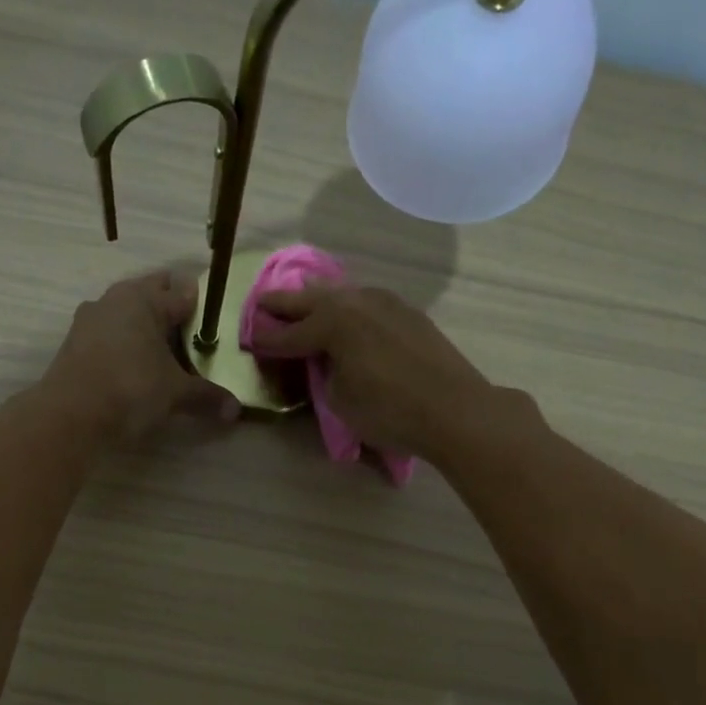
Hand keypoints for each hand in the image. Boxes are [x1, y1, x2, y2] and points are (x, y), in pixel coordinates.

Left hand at [42, 272, 238, 442]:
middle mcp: (115, 299)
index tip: (217, 321)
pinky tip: (137, 367)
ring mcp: (90, 319)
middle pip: (152, 295)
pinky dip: (125, 344)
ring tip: (167, 353)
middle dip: (172, 311)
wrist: (70, 416)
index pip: (182, 291)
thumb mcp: (176, 393)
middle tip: (194, 337)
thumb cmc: (130, 389)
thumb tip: (236, 411)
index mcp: (144, 298)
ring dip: (146, 327)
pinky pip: (110, 334)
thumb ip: (207, 396)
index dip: (201, 305)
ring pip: (128, 314)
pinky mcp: (75, 343)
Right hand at [253, 283, 495, 458]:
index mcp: (332, 323)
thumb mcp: (340, 400)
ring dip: (319, 297)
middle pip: (311, 300)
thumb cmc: (389, 410)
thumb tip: (326, 361)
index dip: (267, 340)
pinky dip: (349, 306)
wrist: (455, 409)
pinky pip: (366, 302)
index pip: (288, 334)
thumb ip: (324, 373)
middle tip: (263, 302)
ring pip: (342, 294)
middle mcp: (356, 302)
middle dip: (284, 303)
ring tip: (304, 295)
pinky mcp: (408, 313)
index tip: (249, 340)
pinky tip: (348, 312)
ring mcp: (386, 303)